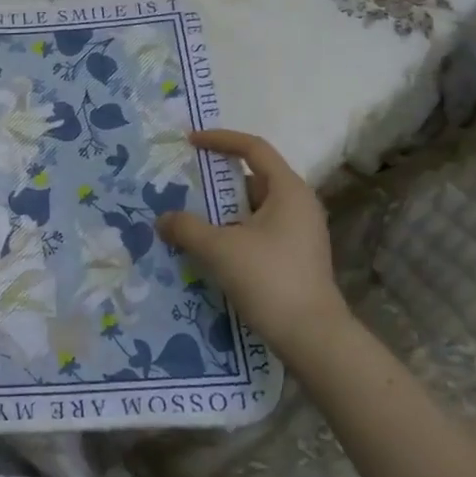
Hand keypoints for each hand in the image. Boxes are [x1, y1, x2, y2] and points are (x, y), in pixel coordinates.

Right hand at [156, 129, 347, 351]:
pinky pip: (258, 231)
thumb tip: (163, 220)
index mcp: (288, 191)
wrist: (312, 337)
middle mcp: (298, 205)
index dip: (220, 140)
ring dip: (222, 211)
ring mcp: (299, 233)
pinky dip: (232, 231)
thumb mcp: (219, 248)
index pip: (253, 149)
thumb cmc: (269, 279)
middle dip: (216, 180)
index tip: (190, 142)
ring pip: (253, 208)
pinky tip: (209, 249)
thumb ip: (186, 227)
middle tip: (185, 184)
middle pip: (252, 179)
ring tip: (190, 219)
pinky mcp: (294, 257)